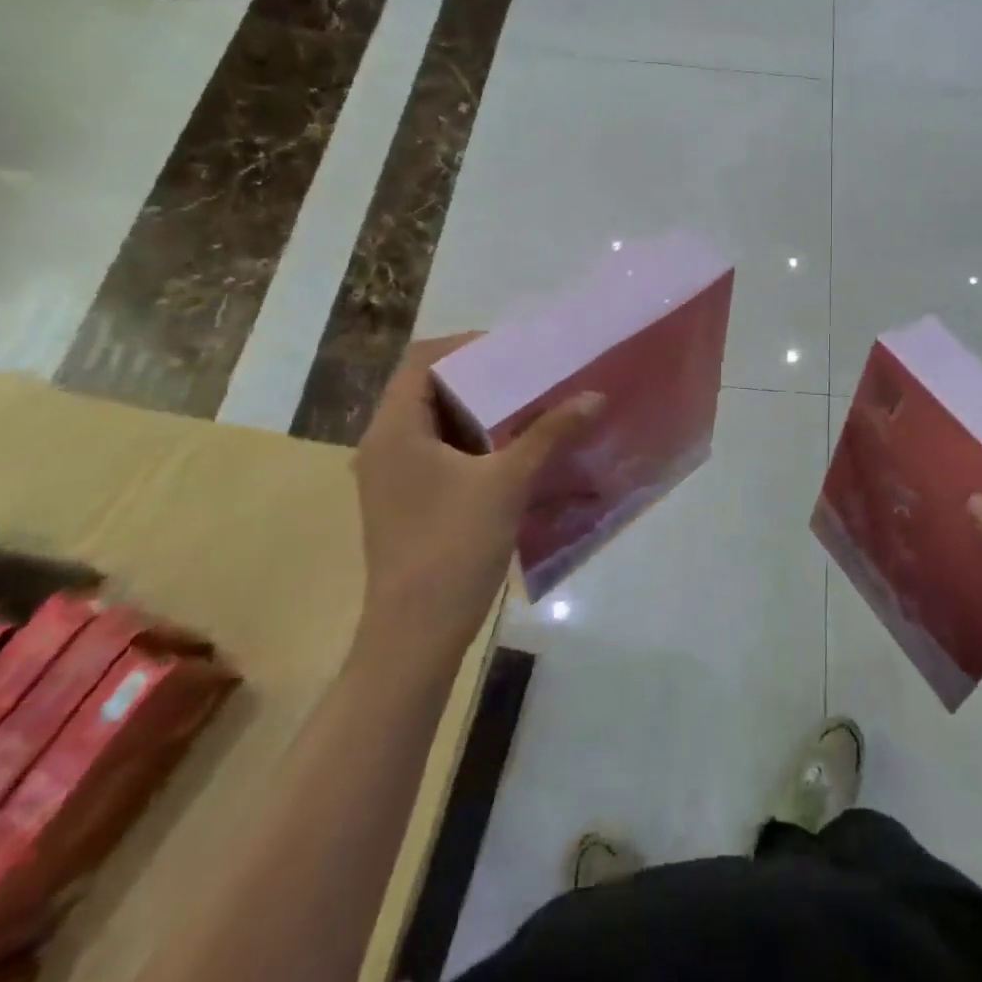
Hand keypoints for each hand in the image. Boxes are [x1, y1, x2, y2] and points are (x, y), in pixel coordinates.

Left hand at [353, 335, 602, 643]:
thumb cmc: (452, 547)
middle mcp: (386, 444)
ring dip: (485, 412)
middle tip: (535, 374)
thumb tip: (594, 395)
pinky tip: (520, 450)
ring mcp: (396, 475)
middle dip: (485, 378)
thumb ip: (549, 434)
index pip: (424, 360)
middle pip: (432, 387)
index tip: (517, 350)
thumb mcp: (507, 482)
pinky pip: (444, 452)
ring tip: (535, 405)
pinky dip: (479, 442)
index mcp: (395, 429)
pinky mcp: (411, 500)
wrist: (415, 635)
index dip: (469, 346)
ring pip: (441, 422)